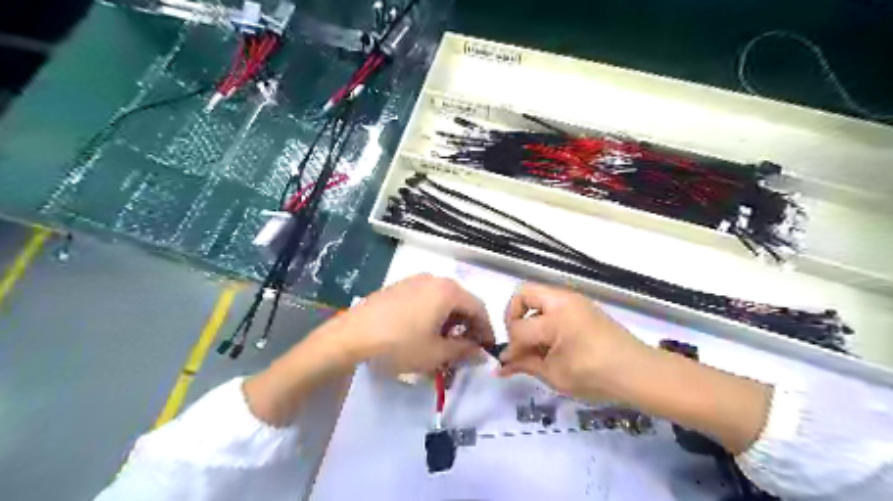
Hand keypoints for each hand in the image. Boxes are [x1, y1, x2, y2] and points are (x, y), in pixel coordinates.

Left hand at [331, 273, 494, 375]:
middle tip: (465, 348)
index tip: (486, 349)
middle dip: (467, 326)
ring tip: (443, 342)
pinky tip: (423, 331)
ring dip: (450, 320)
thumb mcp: (436, 353)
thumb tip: (480, 353)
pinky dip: (433, 313)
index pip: (479, 308)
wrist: (352, 336)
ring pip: (442, 299)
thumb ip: (464, 351)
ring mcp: (414, 280)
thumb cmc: (400, 344)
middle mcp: (434, 279)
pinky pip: (425, 298)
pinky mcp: (399, 286)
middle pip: (461, 301)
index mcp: (448, 291)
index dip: (486, 330)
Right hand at [500, 282, 654, 402]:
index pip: (519, 328)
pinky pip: (554, 304)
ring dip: (530, 316)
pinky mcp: (584, 306)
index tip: (509, 363)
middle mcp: (563, 300)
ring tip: (535, 343)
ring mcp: (575, 301)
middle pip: (524, 293)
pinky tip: (551, 342)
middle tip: (518, 340)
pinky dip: (545, 318)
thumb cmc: (595, 376)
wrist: (639, 373)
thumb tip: (500, 366)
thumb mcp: (555, 375)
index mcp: (555, 317)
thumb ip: (525, 365)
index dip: (511, 347)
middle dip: (514, 316)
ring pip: (539, 296)